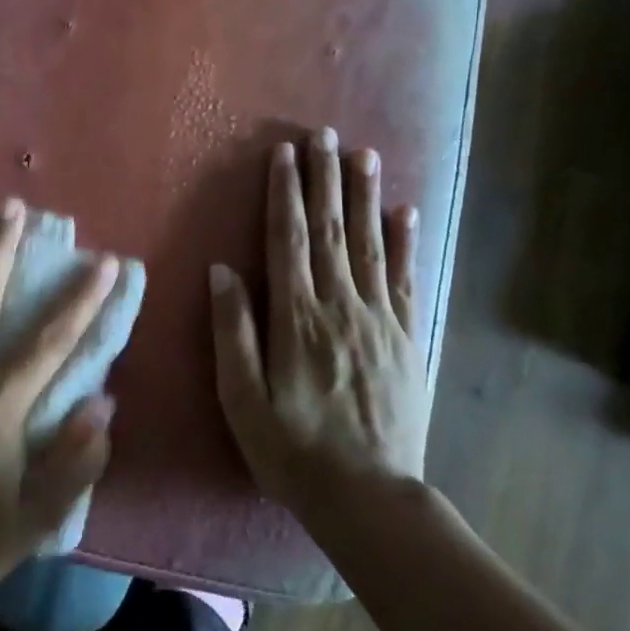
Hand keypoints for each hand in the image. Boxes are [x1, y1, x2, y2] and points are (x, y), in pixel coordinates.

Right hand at [208, 132, 428, 524]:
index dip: (284, 193)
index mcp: (296, 318)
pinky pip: (406, 279)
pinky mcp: (407, 338)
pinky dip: (405, 242)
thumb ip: (233, 330)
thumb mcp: (241, 398)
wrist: (368, 497)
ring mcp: (380, 320)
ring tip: (362, 154)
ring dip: (364, 196)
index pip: (288, 240)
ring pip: (370, 244)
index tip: (283, 153)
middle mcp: (340, 306)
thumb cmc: (291, 448)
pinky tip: (404, 212)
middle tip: (323, 134)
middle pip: (331, 230)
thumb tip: (222, 270)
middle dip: (324, 178)